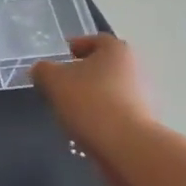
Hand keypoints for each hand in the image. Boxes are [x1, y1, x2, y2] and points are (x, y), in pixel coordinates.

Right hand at [31, 34, 150, 150]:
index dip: (77, 46)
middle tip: (61, 85)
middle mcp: (135, 67)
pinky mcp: (143, 120)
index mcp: (116, 50)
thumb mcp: (53, 81)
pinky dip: (101, 114)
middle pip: (104, 65)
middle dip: (83, 73)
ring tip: (70, 110)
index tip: (61, 57)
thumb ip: (43, 70)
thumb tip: (42, 70)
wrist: (125, 145)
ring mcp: (143, 95)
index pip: (96, 40)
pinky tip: (86, 127)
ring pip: (110, 89)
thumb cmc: (89, 102)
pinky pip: (116, 111)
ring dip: (92, 95)